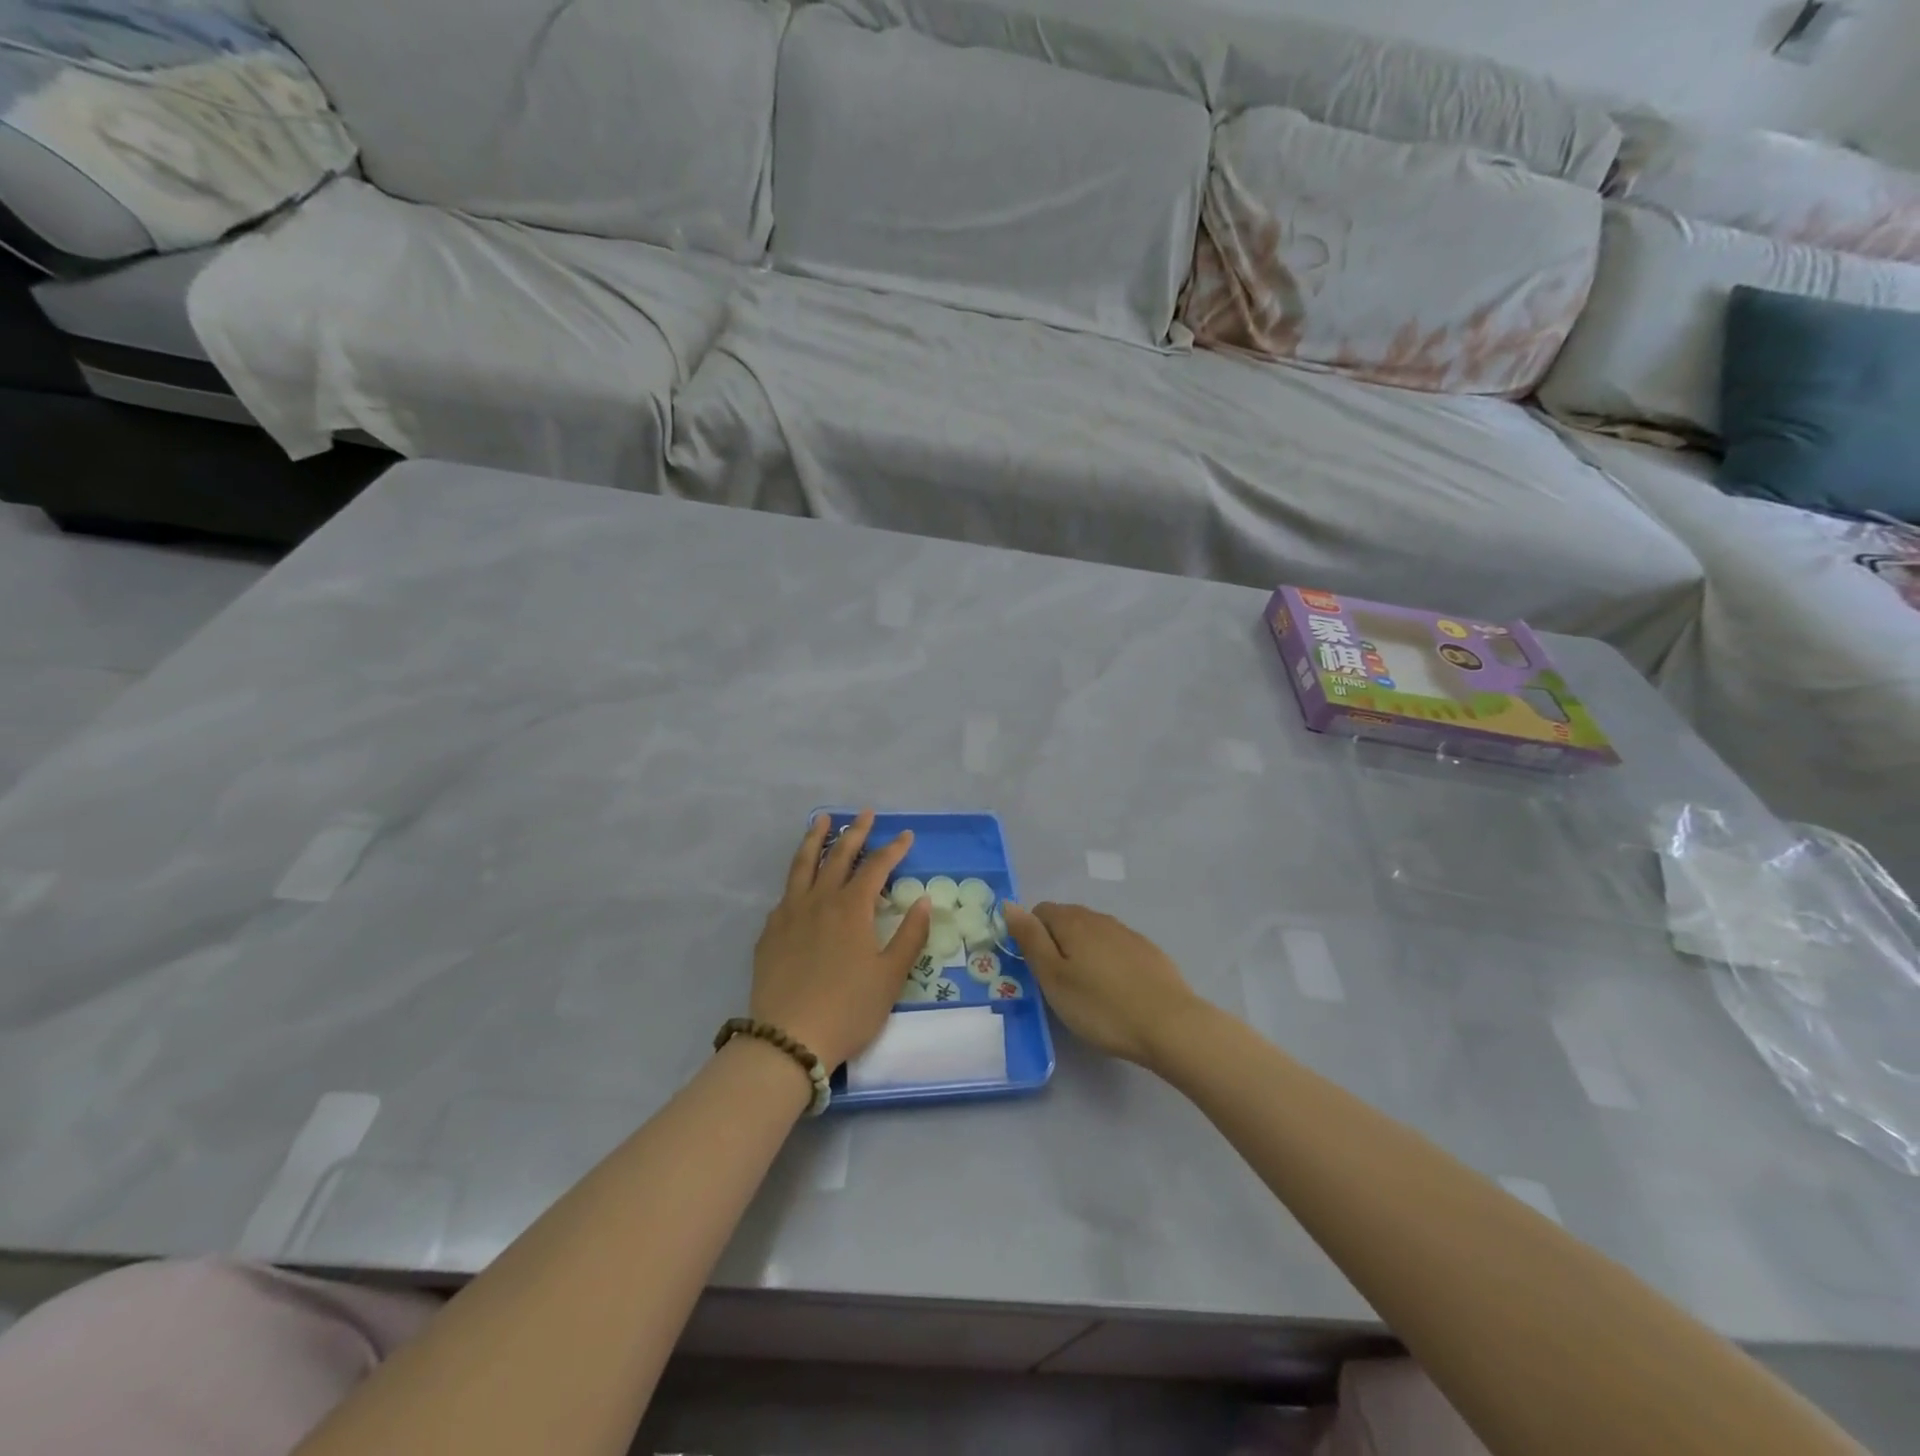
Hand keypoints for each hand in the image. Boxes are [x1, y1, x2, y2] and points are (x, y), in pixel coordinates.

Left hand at [751, 811, 931, 1070]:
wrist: (788, 1040)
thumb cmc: (848, 1009)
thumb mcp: (890, 976)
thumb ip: (909, 935)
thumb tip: (923, 900)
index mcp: (851, 908)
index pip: (876, 867)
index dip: (893, 849)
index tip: (906, 834)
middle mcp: (819, 901)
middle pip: (838, 856)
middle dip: (855, 832)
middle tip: (866, 813)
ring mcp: (789, 914)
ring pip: (802, 865)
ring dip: (814, 839)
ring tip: (821, 819)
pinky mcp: (770, 932)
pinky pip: (786, 893)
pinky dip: (797, 877)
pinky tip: (800, 881)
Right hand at [1003, 902, 1204, 1068]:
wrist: (1170, 1025)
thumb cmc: (1101, 1006)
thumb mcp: (1053, 978)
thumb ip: (1030, 939)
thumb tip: (1009, 904)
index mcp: (1073, 921)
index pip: (1040, 911)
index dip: (1031, 936)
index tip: (1035, 969)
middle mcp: (1100, 918)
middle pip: (1067, 920)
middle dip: (1057, 944)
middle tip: (1057, 984)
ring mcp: (1128, 934)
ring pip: (1093, 934)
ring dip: (1082, 953)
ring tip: (1085, 990)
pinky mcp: (1148, 952)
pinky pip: (1116, 948)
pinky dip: (1108, 962)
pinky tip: (1114, 991)